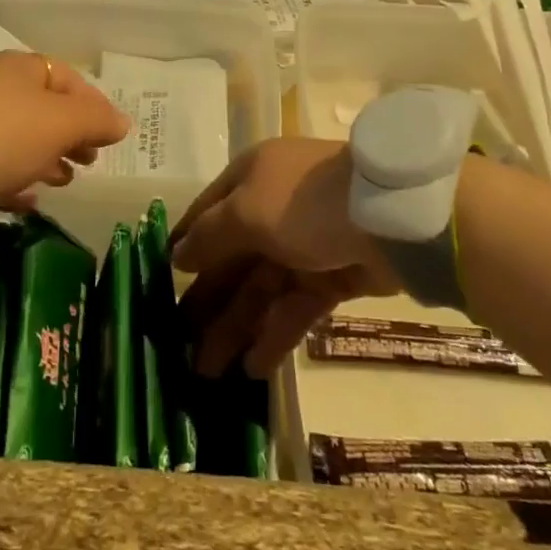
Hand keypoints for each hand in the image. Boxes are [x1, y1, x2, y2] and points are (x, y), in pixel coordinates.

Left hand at [0, 51, 130, 208]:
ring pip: (20, 139)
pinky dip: (16, 180)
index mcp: (24, 69)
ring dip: (46, 159)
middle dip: (71, 135)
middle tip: (90, 161)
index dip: (95, 106)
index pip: (70, 80)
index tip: (111, 137)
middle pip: (45, 110)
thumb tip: (123, 122)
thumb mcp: (61, 122)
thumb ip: (96, 121)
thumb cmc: (6, 131)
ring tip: (64, 182)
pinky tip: (31, 202)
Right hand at [171, 138, 400, 378]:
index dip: (185, 246)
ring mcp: (306, 242)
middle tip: (179, 344)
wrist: (391, 215)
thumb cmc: (304, 203)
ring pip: (263, 287)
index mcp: (251, 177)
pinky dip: (275, 334)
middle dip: (208, 299)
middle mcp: (274, 207)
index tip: (160, 283)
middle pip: (233, 256)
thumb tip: (178, 255)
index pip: (207, 213)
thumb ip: (210, 235)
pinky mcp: (335, 274)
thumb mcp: (247, 211)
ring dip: (236, 326)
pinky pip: (296, 306)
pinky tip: (252, 368)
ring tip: (207, 371)